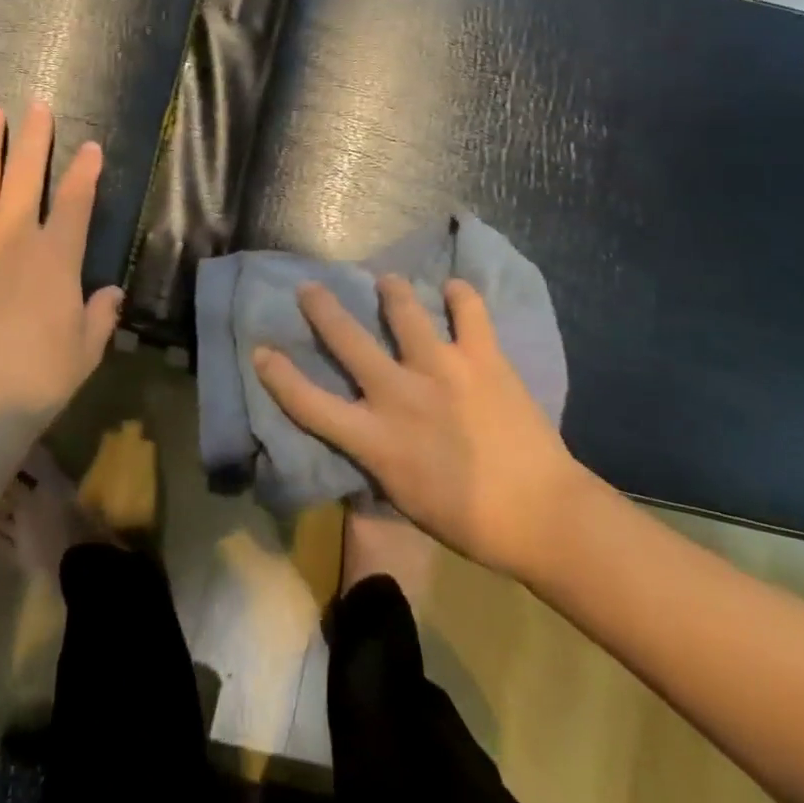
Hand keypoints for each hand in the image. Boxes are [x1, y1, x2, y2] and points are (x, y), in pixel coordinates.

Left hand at [0, 101, 122, 425]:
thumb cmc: (38, 380)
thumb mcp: (85, 351)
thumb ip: (99, 316)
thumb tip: (111, 292)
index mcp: (56, 258)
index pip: (75, 202)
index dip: (85, 172)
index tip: (91, 147)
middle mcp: (14, 239)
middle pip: (26, 177)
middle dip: (34, 139)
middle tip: (36, 106)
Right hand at [254, 276, 587, 580]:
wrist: (543, 515)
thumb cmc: (468, 520)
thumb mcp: (403, 496)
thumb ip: (376, 454)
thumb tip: (363, 429)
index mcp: (376, 439)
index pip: (310, 404)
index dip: (278, 376)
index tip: (260, 350)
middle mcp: (399, 394)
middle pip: (346, 340)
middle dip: (322, 309)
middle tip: (311, 287)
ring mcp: (441, 369)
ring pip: (404, 310)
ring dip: (392, 291)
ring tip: (388, 282)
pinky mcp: (482, 357)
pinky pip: (468, 310)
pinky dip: (459, 296)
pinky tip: (454, 290)